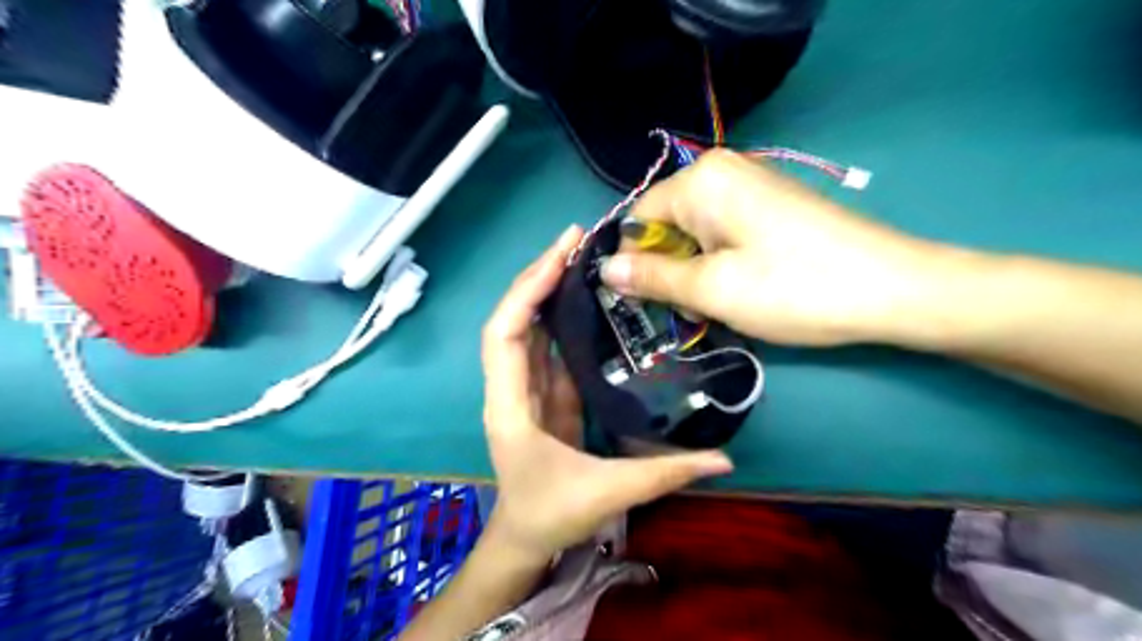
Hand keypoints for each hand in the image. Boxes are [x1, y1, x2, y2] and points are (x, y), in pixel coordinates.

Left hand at [478, 227, 729, 561]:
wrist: (524, 538)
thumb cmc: (551, 514)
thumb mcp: (608, 494)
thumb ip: (665, 474)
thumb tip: (725, 460)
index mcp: (511, 407)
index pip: (505, 335)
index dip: (526, 292)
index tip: (560, 255)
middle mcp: (511, 388)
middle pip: (512, 319)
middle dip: (538, 275)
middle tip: (575, 239)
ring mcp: (527, 388)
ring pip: (527, 327)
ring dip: (547, 289)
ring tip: (580, 256)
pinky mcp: (544, 393)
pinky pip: (547, 345)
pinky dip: (559, 316)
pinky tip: (583, 297)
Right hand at [602, 148, 941, 344]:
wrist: (893, 288)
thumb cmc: (793, 287)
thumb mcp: (712, 289)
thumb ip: (653, 277)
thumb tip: (605, 270)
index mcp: (700, 181)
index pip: (637, 218)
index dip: (634, 262)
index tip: (643, 302)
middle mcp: (721, 172)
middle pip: (666, 225)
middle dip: (668, 269)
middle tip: (688, 310)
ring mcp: (750, 187)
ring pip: (694, 233)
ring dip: (694, 272)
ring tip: (717, 305)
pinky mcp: (770, 206)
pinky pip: (722, 233)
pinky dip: (719, 264)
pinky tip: (739, 289)